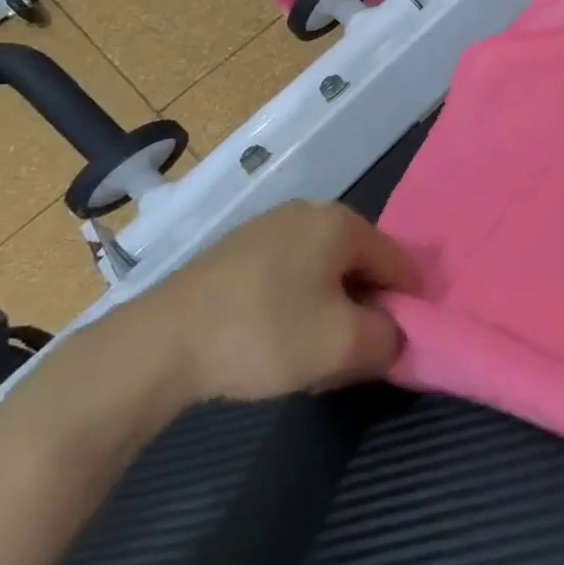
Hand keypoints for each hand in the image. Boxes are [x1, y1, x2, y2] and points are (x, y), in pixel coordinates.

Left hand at [139, 200, 415, 402]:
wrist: (159, 343)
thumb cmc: (265, 333)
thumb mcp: (344, 346)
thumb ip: (389, 339)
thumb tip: (392, 336)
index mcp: (342, 222)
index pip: (398, 263)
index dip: (404, 307)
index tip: (386, 346)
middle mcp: (309, 211)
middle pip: (360, 265)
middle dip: (362, 308)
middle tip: (346, 353)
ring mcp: (268, 225)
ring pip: (322, 271)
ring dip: (328, 309)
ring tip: (307, 352)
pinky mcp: (236, 248)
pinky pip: (287, 273)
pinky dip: (293, 303)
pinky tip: (271, 338)